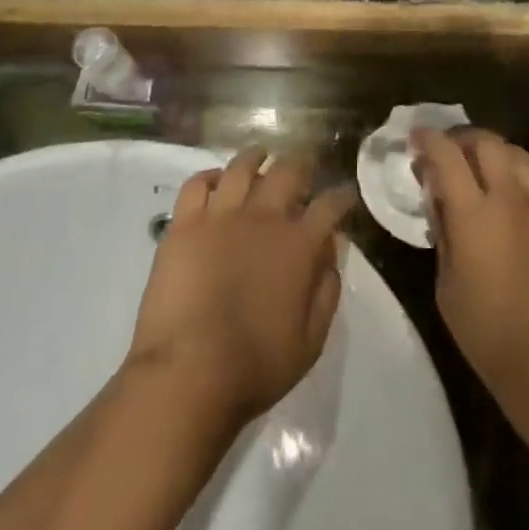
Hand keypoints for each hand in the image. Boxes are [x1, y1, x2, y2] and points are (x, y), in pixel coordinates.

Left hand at [127, 146, 356, 428]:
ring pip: (242, 166)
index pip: (331, 204)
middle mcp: (265, 217)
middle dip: (302, 165)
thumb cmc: (256, 366)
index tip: (344, 196)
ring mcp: (221, 215)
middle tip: (303, 169)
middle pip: (289, 171)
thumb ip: (327, 291)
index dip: (342, 196)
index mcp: (299, 245)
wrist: (188, 373)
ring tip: (260, 156)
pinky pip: (197, 184)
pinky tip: (215, 181)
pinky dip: (209, 176)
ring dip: (256, 157)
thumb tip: (332, 252)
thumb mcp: (311, 341)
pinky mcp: (184, 224)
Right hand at [413, 127, 528, 402]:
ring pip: (517, 153)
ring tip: (477, 167)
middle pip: (487, 142)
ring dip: (492, 151)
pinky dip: (513, 176)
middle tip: (446, 151)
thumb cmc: (488, 332)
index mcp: (474, 213)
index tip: (415, 137)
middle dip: (462, 137)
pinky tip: (503, 200)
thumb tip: (440, 204)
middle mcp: (509, 198)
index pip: (447, 155)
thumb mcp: (446, 286)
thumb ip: (442, 234)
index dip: (428, 139)